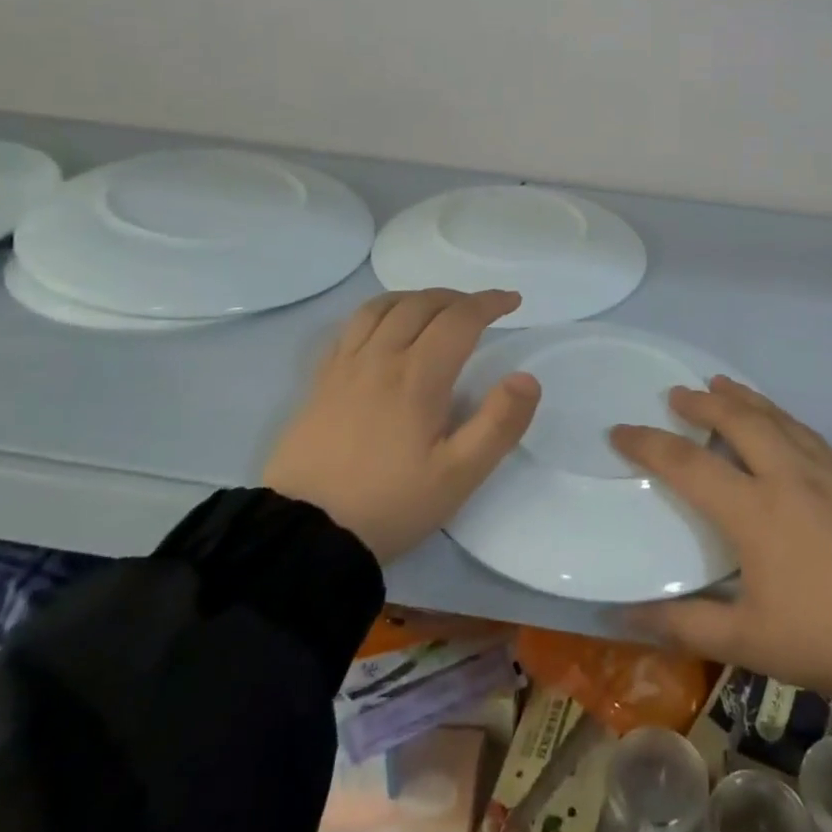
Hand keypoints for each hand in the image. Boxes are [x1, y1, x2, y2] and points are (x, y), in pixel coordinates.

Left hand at [263, 289, 539, 563]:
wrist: (304, 533)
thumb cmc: (390, 504)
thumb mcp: (458, 476)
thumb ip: (498, 424)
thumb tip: (526, 378)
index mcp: (418, 377)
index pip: (460, 319)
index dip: (490, 303)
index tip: (512, 301)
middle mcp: (381, 358)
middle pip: (422, 304)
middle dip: (458, 298)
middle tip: (481, 309)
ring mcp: (345, 366)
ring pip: (383, 307)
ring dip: (417, 298)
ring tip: (436, 308)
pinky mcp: (320, 380)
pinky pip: (351, 326)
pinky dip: (379, 311)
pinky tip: (384, 327)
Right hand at [611, 377, 831, 696]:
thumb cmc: (825, 639)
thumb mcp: (747, 641)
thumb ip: (684, 624)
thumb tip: (625, 613)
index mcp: (754, 510)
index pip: (687, 464)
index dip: (648, 443)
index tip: (621, 430)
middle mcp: (788, 476)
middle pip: (738, 420)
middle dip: (702, 403)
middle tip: (678, 394)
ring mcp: (829, 473)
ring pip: (779, 418)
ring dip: (745, 399)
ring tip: (724, 385)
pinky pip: (810, 434)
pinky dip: (784, 418)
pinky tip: (782, 423)